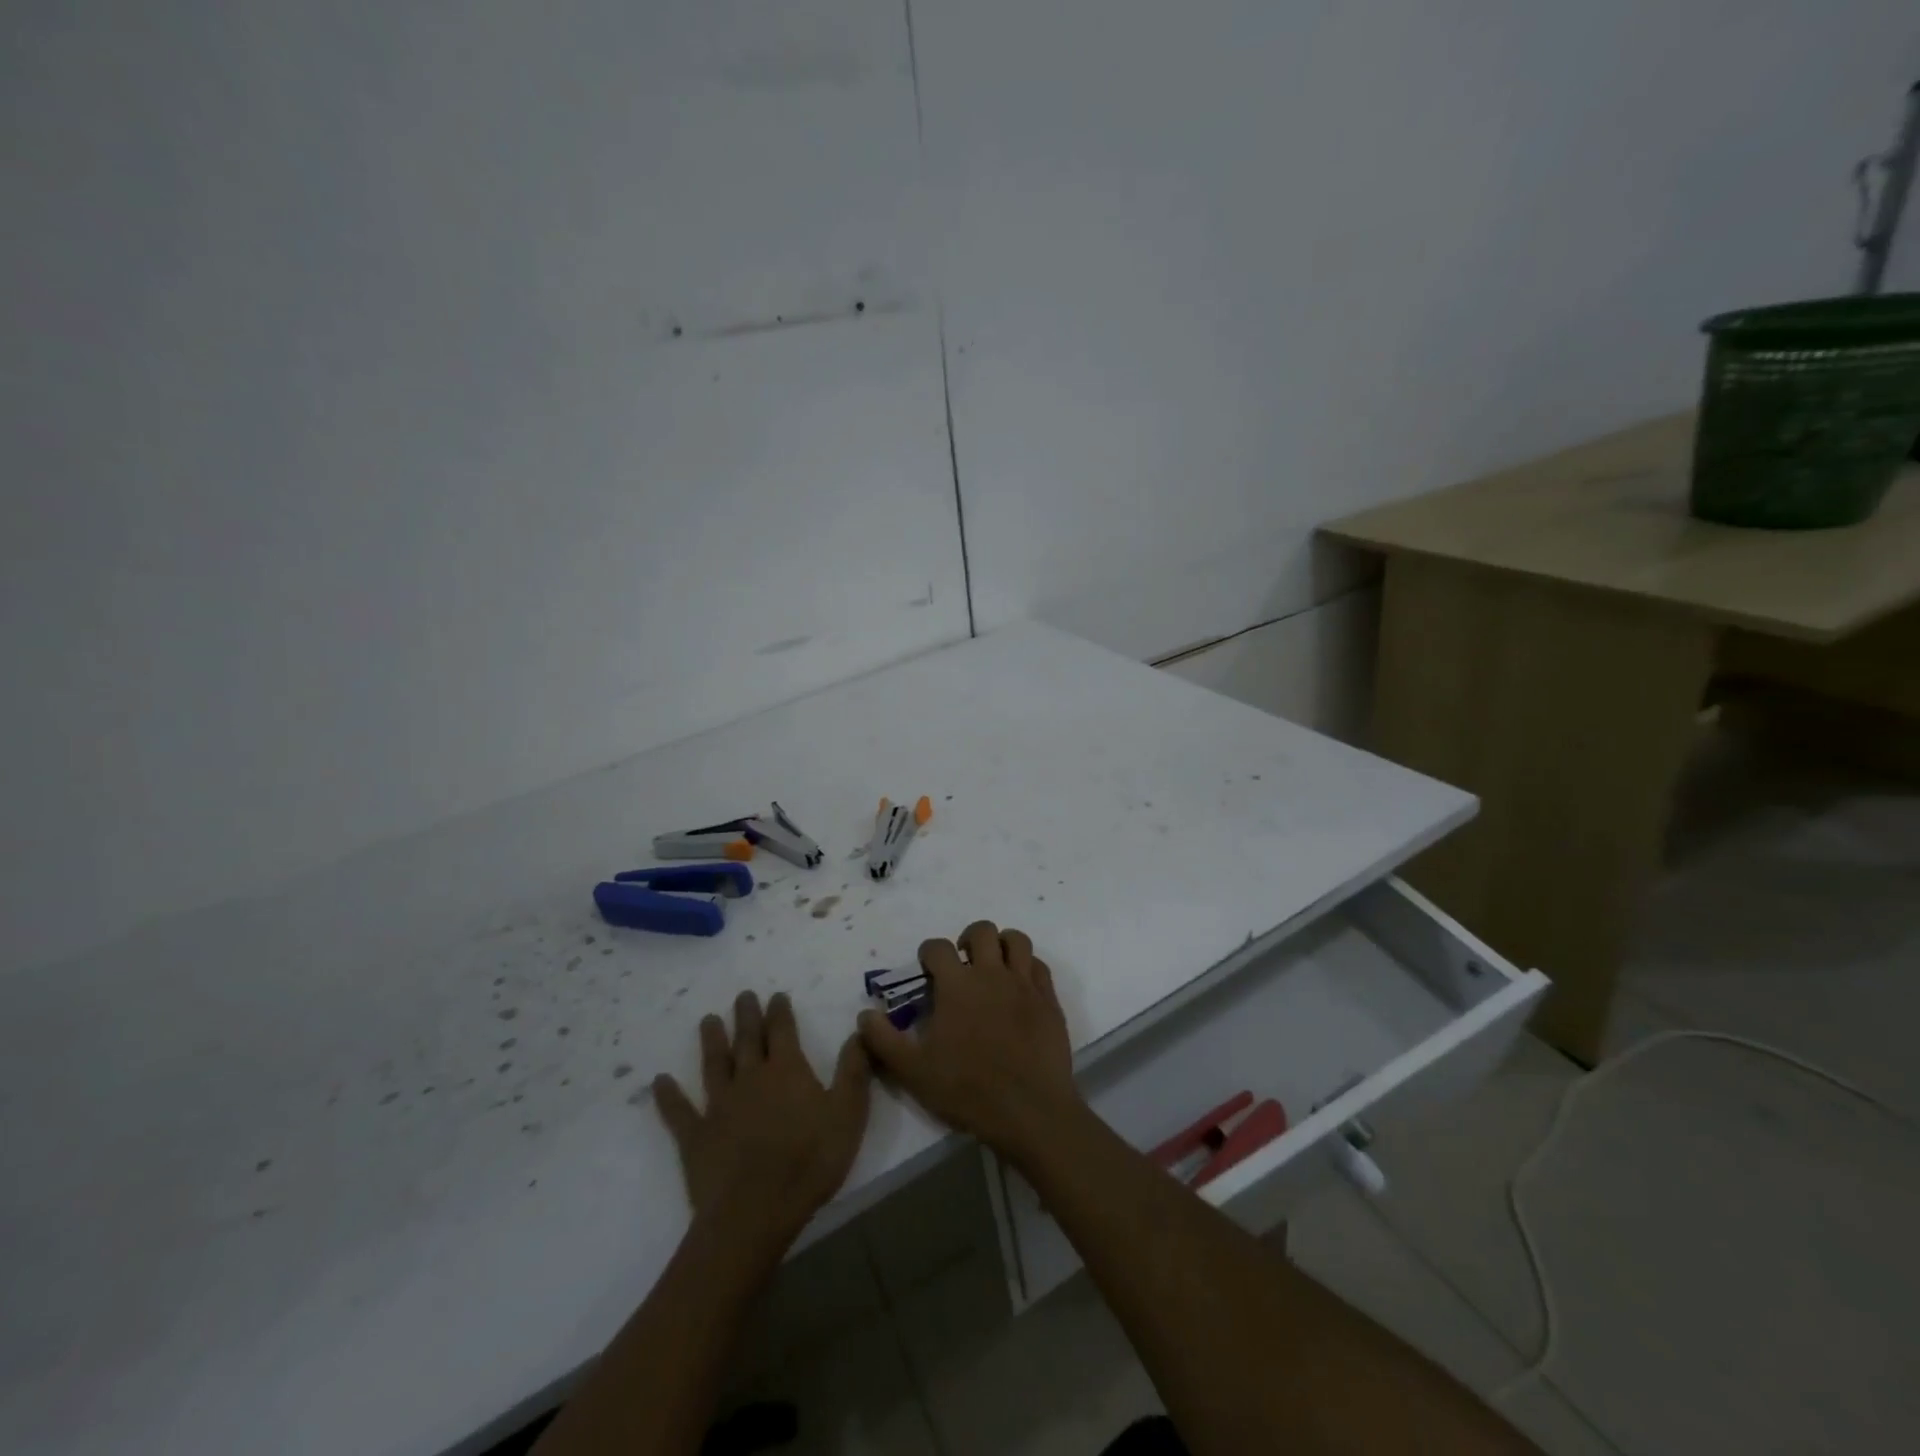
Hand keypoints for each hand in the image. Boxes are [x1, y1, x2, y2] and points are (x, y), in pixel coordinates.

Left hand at [653, 991, 870, 1258]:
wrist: (755, 1211)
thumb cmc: (809, 1161)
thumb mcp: (848, 1114)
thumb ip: (853, 1070)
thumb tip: (858, 1031)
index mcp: (787, 1071)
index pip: (783, 1030)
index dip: (780, 1011)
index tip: (776, 995)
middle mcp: (751, 1078)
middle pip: (748, 1039)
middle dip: (747, 1015)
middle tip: (743, 995)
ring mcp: (719, 1105)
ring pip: (715, 1064)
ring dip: (712, 1040)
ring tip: (708, 1020)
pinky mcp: (696, 1136)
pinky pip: (679, 1111)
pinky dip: (668, 1096)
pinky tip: (659, 1082)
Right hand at [857, 921, 1078, 1156]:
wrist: (1029, 1110)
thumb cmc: (967, 1089)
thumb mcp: (913, 1071)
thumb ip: (884, 1040)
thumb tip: (865, 1014)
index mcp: (957, 985)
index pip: (937, 947)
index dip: (928, 953)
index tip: (927, 970)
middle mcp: (991, 974)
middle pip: (981, 931)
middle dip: (967, 939)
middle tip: (962, 964)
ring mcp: (1024, 984)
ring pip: (1016, 940)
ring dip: (1002, 944)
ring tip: (993, 965)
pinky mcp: (1048, 1000)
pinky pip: (1039, 966)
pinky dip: (1027, 967)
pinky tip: (1020, 986)